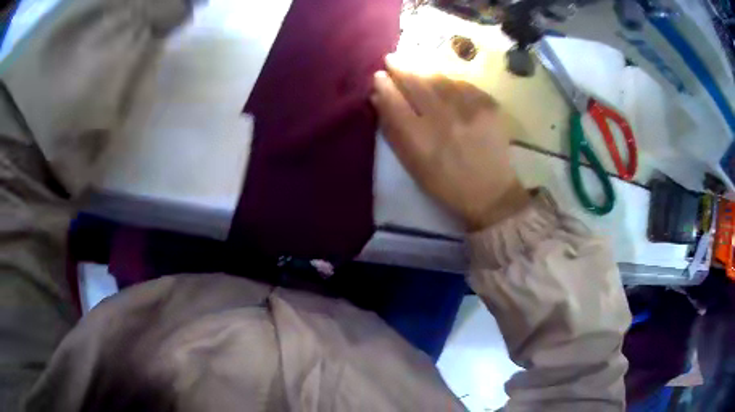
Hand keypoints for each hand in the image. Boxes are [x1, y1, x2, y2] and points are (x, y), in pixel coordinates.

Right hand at [371, 54, 529, 230]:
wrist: (492, 193)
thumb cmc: (447, 184)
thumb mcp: (413, 165)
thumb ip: (393, 131)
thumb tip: (379, 98)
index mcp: (421, 140)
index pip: (395, 102)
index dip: (384, 85)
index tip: (379, 76)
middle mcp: (444, 120)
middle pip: (417, 83)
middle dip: (401, 67)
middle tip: (392, 58)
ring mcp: (469, 110)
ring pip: (440, 78)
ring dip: (423, 68)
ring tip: (414, 62)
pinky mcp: (489, 105)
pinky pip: (463, 83)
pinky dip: (449, 80)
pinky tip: (444, 81)